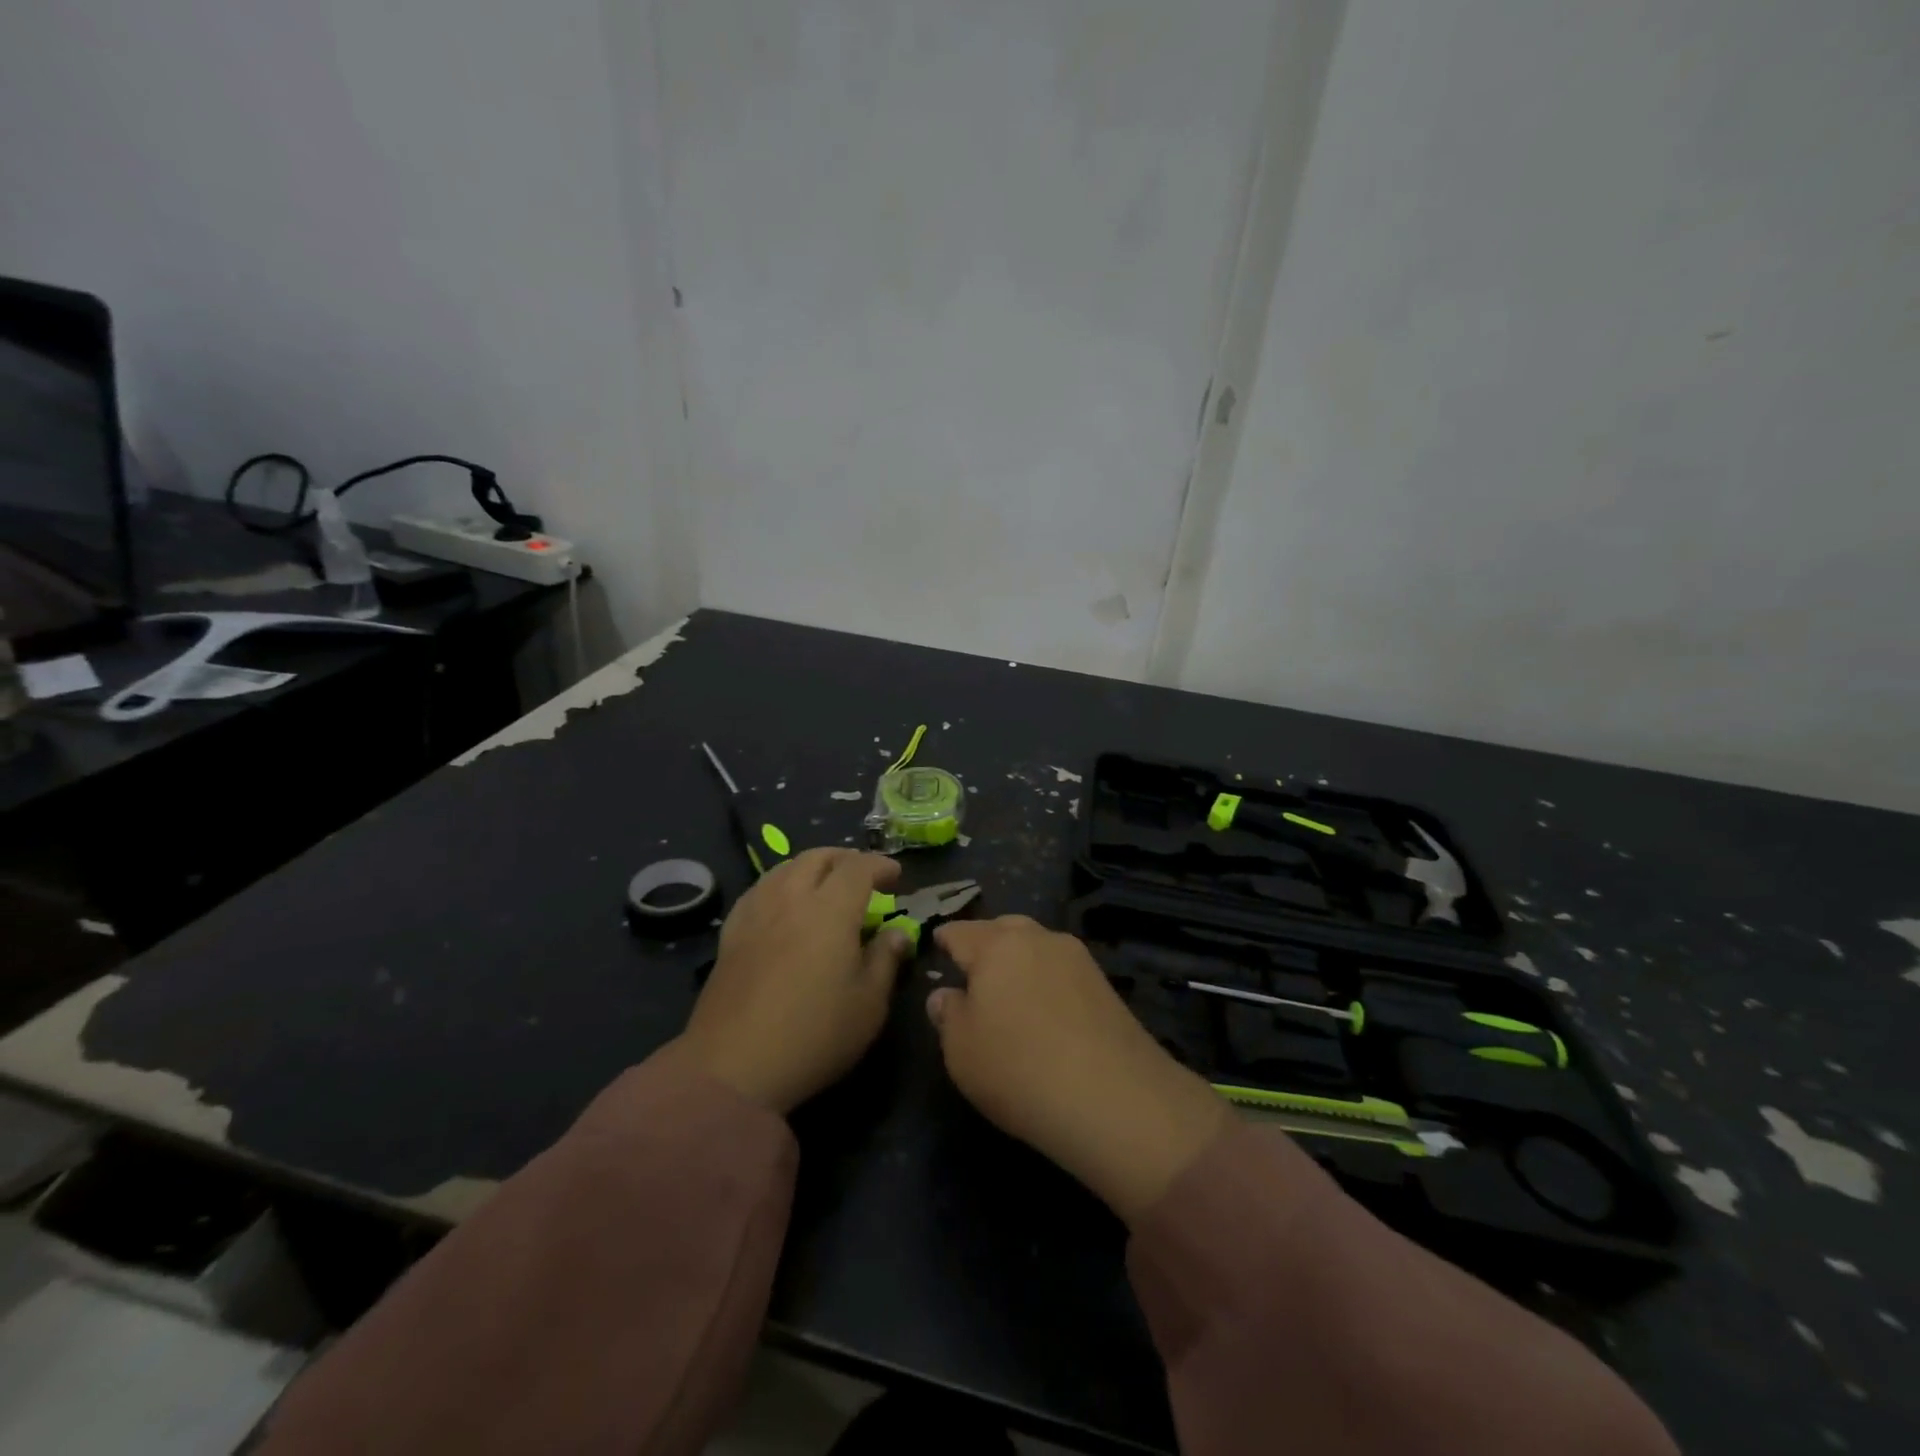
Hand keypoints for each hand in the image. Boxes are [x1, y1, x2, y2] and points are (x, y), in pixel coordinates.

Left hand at [662, 849, 908, 1113]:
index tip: (896, 876)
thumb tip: (897, 933)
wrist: (733, 1068)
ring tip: (825, 885)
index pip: (858, 868)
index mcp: (830, 910)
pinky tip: (784, 904)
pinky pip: (759, 890)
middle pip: (818, 858)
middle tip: (863, 876)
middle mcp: (791, 899)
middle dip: (845, 859)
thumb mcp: (868, 1004)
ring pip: (785, 868)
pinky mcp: (731, 934)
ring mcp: (756, 913)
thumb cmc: (814, 1035)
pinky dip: (781, 884)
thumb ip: (885, 960)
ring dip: (812, 867)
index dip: (880, 865)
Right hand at [928, 917, 1234, 1224]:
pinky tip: (1044, 1009)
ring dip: (1019, 960)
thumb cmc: (1018, 1068)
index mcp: (996, 945)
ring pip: (1036, 946)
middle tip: (972, 971)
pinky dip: (1046, 980)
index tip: (936, 946)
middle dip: (985, 943)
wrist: (1113, 1098)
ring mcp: (1076, 958)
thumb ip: (948, 1015)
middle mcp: (1038, 939)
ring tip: (1009, 992)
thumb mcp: (961, 1050)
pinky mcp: (1104, 984)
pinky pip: (1061, 970)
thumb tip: (945, 995)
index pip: (960, 932)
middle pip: (1003, 929)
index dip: (944, 939)